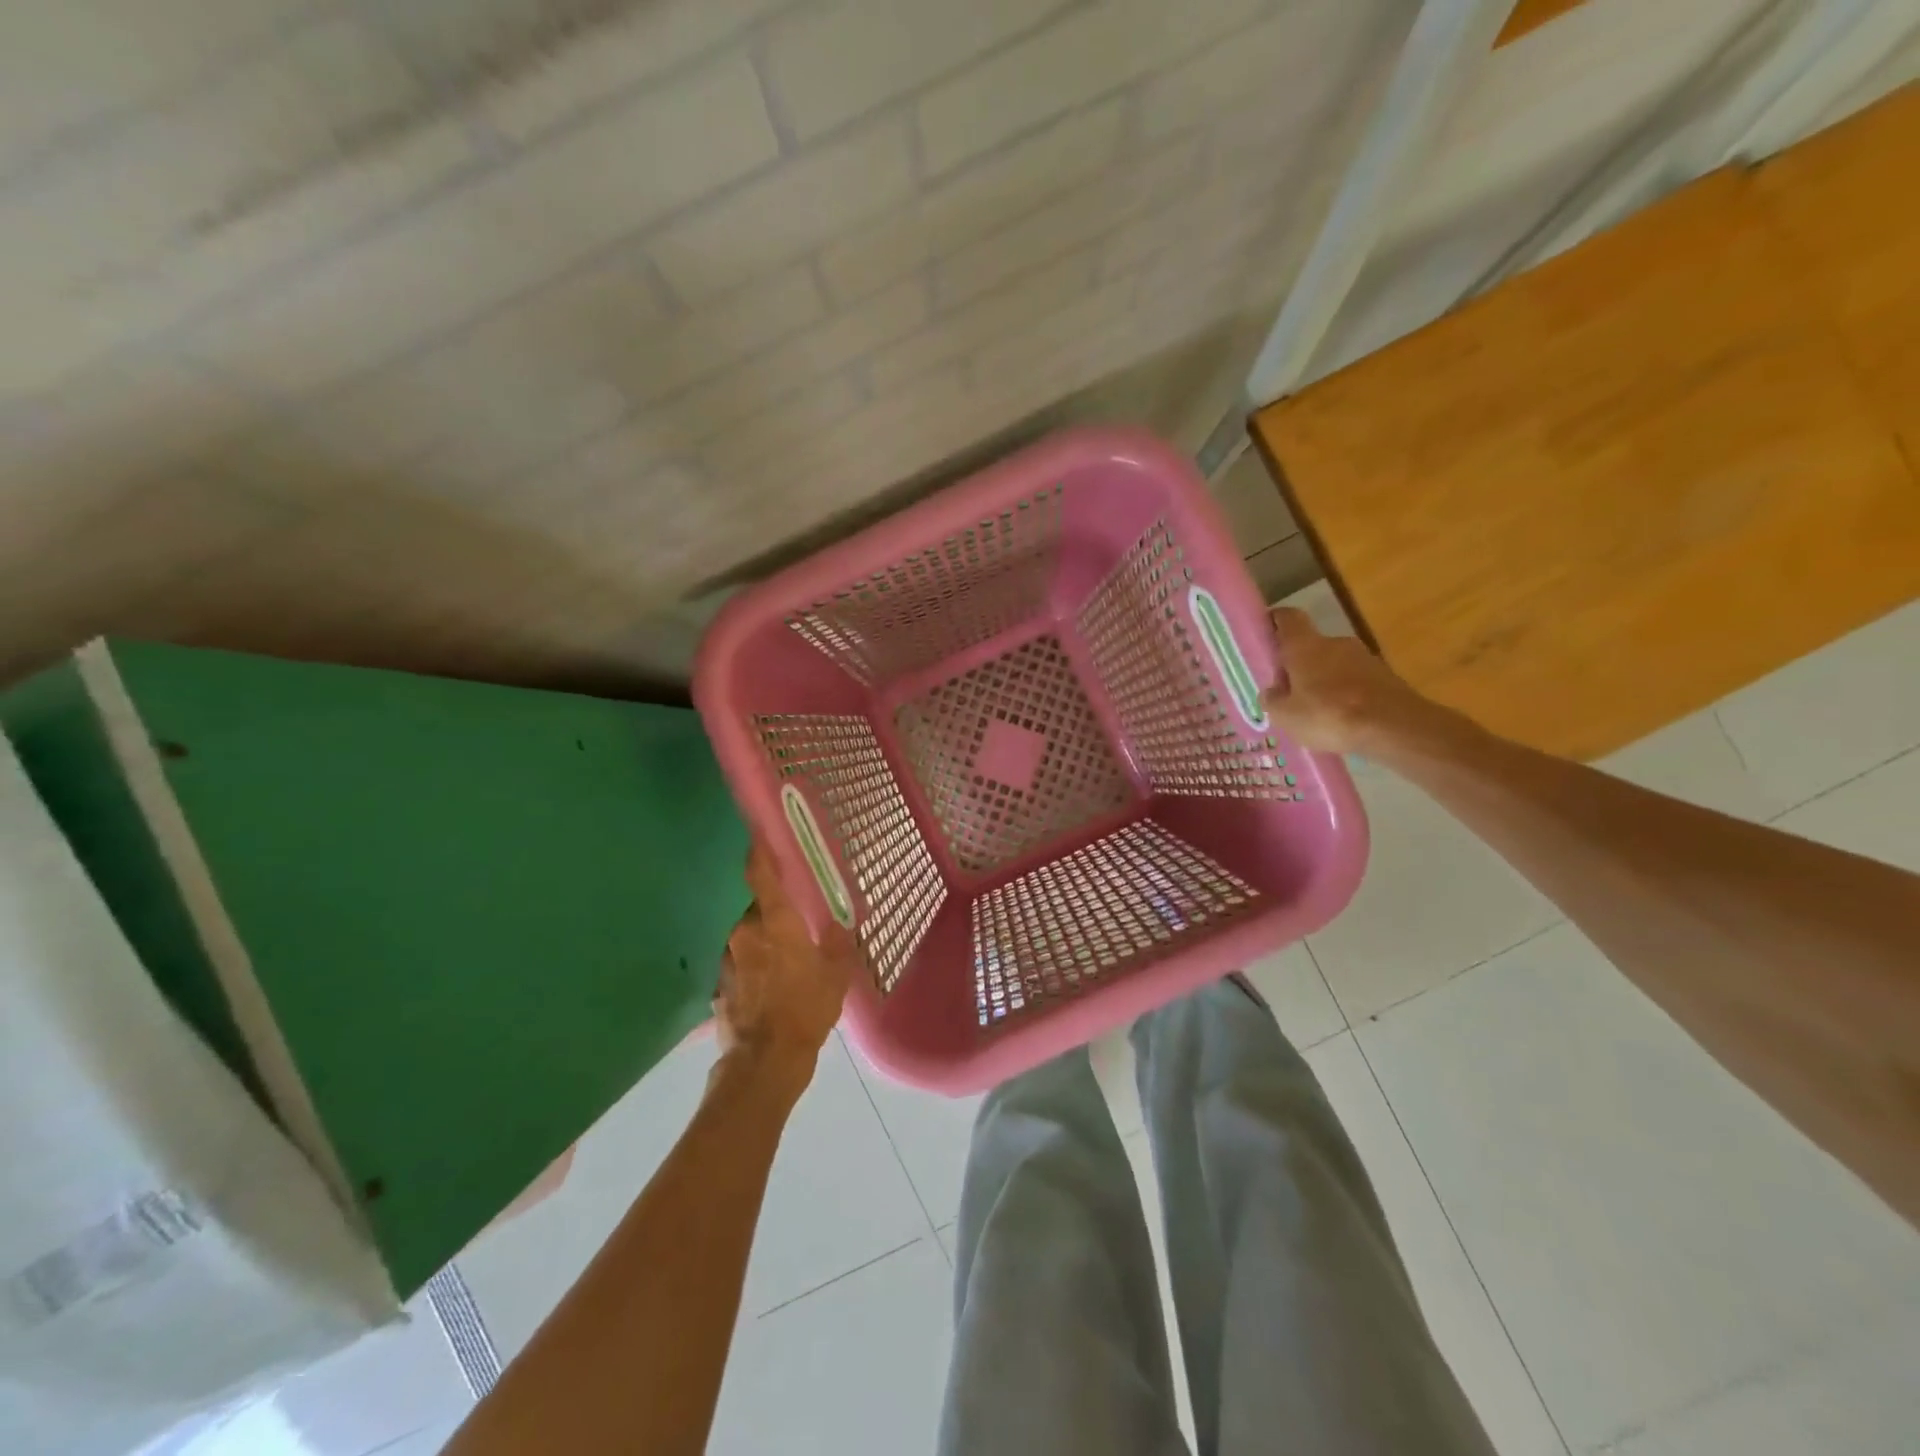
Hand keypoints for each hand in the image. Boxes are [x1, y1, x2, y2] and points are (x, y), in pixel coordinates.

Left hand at [713, 841, 856, 1083]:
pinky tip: (769, 990)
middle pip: (758, 910)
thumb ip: (839, 943)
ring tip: (785, 965)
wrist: (765, 1061)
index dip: (760, 853)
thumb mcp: (836, 975)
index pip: (761, 875)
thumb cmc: (806, 1008)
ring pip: (747, 939)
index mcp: (775, 921)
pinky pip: (740, 966)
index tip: (759, 836)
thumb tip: (840, 924)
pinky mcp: (719, 986)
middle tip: (796, 927)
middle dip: (774, 915)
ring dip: (763, 944)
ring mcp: (728, 960)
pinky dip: (752, 969)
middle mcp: (745, 932)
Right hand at [1264, 608, 1443, 755]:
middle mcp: (1335, 643)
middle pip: (1311, 646)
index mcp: (1305, 646)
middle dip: (1299, 665)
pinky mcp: (1386, 676)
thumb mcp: (1286, 716)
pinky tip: (1343, 720)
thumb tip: (1271, 691)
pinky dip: (1347, 695)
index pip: (1287, 618)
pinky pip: (1356, 681)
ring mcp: (1364, 658)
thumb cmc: (1329, 715)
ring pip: (1335, 664)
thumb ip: (1273, 701)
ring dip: (1324, 682)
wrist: (1394, 727)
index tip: (1266, 636)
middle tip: (1289, 692)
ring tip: (1317, 712)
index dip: (1275, 622)